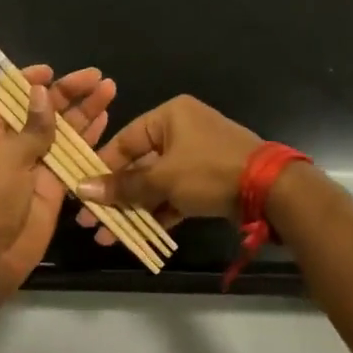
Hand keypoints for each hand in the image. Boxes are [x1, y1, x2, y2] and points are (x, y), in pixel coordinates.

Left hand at [0, 66, 116, 294]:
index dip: (28, 81)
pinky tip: (106, 120)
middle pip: (39, 110)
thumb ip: (31, 128)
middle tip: (96, 77)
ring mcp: (32, 165)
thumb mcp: (4, 159)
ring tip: (109, 90)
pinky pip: (71, 157)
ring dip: (83, 111)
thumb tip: (42, 92)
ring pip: (60, 131)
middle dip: (67, 93)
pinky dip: (88, 140)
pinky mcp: (52, 185)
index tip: (52, 71)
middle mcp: (7, 144)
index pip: (5, 95)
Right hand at [75, 95, 261, 243]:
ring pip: (155, 184)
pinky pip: (174, 195)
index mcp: (169, 116)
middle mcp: (181, 130)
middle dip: (115, 196)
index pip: (124, 140)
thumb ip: (123, 186)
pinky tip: (136, 235)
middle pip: (138, 164)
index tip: (81, 193)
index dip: (101, 168)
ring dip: (133, 209)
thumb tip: (82, 190)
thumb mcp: (162, 179)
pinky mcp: (207, 181)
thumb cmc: (209, 171)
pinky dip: (158, 212)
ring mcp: (196, 157)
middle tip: (91, 222)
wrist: (270, 190)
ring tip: (108, 236)